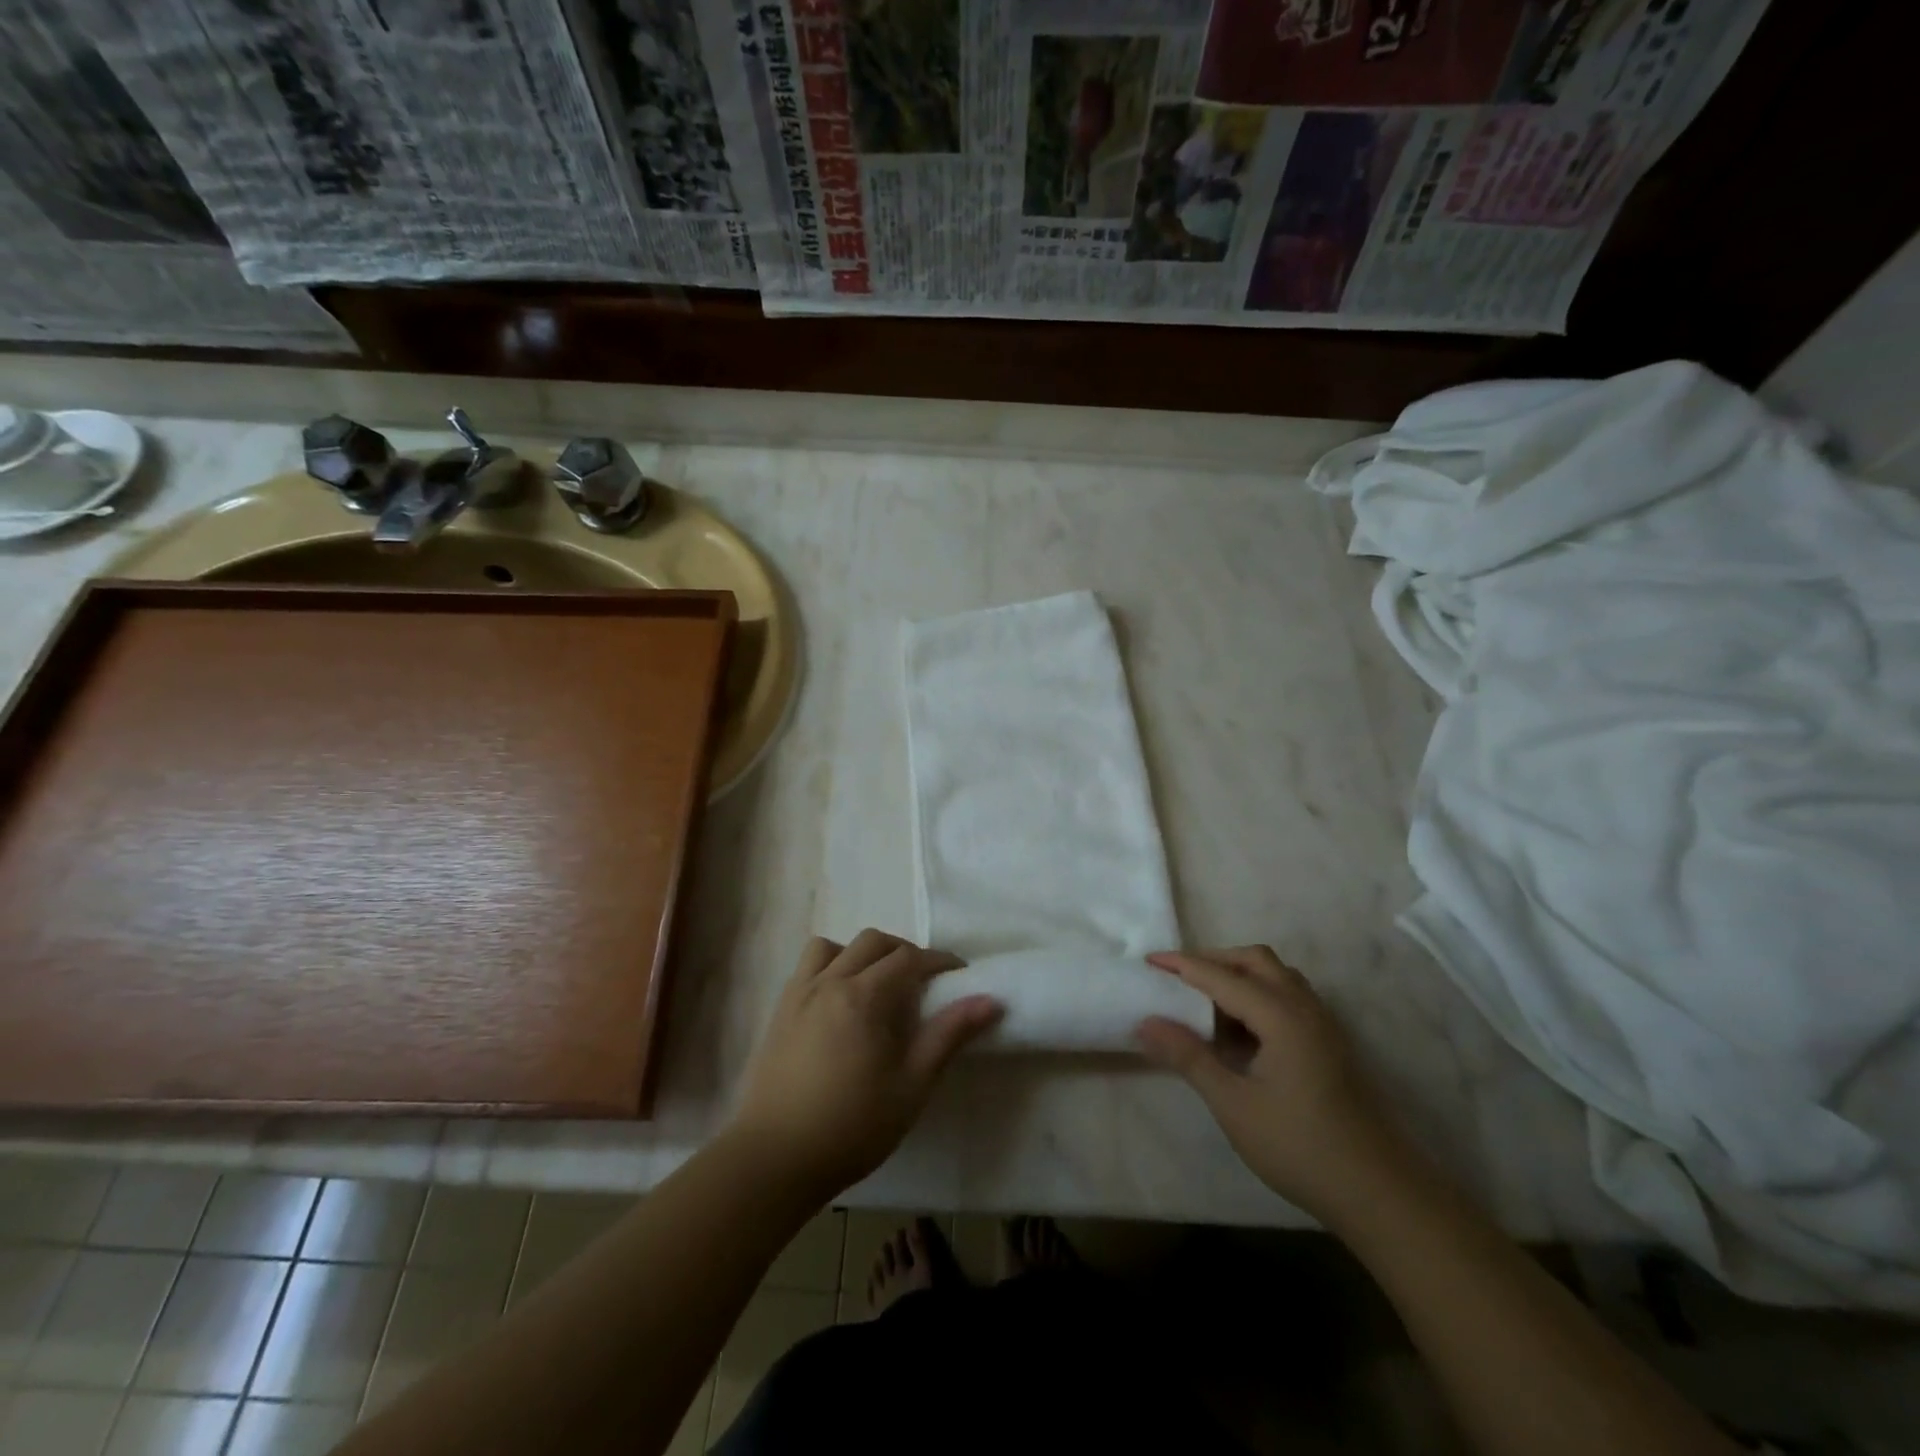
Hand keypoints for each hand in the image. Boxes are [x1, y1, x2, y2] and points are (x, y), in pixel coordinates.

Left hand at [730, 930, 1002, 1201]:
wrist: (773, 1160)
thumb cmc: (851, 1126)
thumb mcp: (912, 1085)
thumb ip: (948, 1036)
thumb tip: (990, 1000)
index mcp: (864, 996)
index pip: (909, 958)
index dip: (939, 961)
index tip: (959, 975)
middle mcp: (829, 981)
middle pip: (873, 942)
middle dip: (904, 952)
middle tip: (923, 982)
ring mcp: (799, 994)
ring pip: (833, 946)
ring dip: (861, 953)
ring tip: (877, 985)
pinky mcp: (779, 1012)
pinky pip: (807, 967)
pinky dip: (830, 966)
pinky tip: (839, 1001)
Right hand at [1136, 946, 1407, 1220]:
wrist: (1381, 1194)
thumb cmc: (1300, 1148)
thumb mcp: (1234, 1105)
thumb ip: (1189, 1058)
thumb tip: (1146, 1023)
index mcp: (1281, 1015)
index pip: (1221, 976)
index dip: (1182, 965)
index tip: (1148, 960)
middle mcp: (1305, 1008)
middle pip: (1255, 960)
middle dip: (1213, 960)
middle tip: (1177, 977)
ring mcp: (1324, 1025)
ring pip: (1277, 976)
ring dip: (1239, 975)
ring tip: (1205, 1001)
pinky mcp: (1331, 1044)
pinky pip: (1290, 997)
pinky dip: (1259, 995)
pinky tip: (1242, 1031)